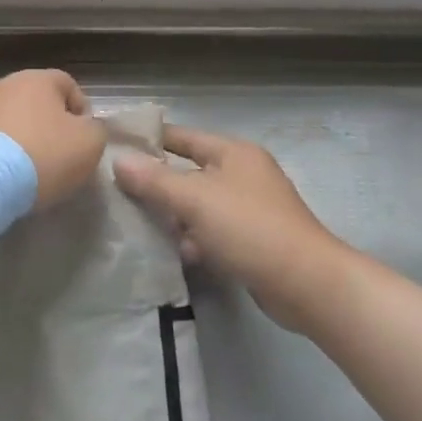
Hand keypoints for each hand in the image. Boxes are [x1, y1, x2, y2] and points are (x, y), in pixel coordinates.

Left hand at [0, 70, 106, 208]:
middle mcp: (2, 84)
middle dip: (45, 124)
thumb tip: (85, 128)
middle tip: (54, 156)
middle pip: (33, 101)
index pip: (68, 85)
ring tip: (21, 170)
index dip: (81, 111)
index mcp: (38, 80)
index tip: (83, 140)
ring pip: (5, 119)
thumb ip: (95, 130)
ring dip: (16, 137)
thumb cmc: (41, 156)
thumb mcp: (89, 144)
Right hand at [115, 126, 353, 331]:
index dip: (150, 140)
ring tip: (136, 227)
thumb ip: (155, 180)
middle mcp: (243, 175)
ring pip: (199, 206)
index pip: (182, 136)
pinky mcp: (252, 241)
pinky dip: (194, 240)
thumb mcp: (195, 199)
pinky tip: (174, 254)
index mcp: (233, 153)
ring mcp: (250, 209)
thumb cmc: (249, 228)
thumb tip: (118, 160)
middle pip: (189, 172)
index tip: (115, 147)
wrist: (306, 284)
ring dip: (174, 217)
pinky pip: (212, 233)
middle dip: (157, 185)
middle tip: (117, 194)